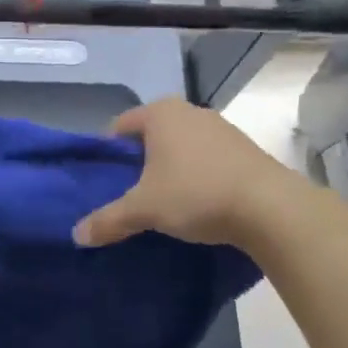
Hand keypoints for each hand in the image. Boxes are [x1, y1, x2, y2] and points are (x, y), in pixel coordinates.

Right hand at [73, 99, 293, 248]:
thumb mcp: (144, 210)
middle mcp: (190, 111)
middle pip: (150, 136)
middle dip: (138, 163)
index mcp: (160, 113)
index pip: (119, 127)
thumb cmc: (196, 194)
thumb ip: (108, 220)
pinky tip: (197, 203)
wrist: (271, 208)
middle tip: (130, 195)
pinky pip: (207, 159)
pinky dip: (197, 176)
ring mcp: (222, 128)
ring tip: (163, 203)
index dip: (107, 154)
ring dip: (170, 170)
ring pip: (181, 147)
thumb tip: (76, 235)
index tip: (105, 183)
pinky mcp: (245, 149)